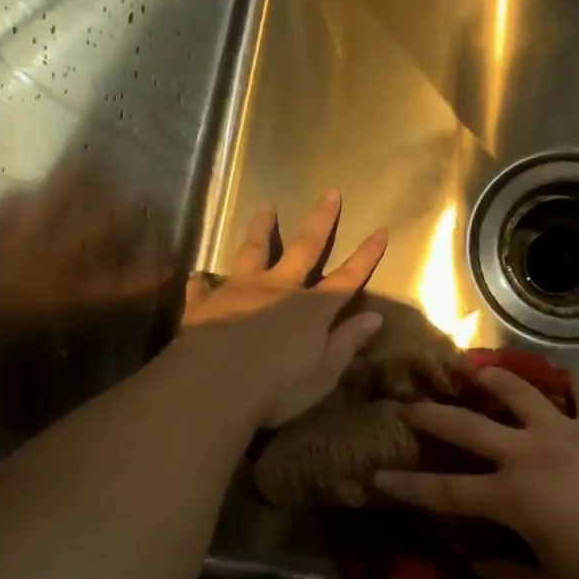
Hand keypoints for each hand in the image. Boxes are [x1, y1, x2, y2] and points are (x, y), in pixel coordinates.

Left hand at [178, 192, 388, 427]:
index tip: (381, 230)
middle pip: (305, 248)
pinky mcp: (206, 305)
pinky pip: (203, 289)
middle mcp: (279, 289)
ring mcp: (240, 292)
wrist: (214, 385)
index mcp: (312, 308)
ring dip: (261, 229)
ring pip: (253, 251)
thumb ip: (347, 342)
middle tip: (330, 192)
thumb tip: (375, 318)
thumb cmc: (278, 385)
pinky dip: (202, 282)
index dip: (366, 255)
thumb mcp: (325, 371)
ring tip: (265, 206)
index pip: (347, 277)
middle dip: (320, 220)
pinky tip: (197, 276)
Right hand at [374, 368, 578, 578]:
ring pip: (519, 392)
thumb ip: (509, 578)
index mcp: (511, 496)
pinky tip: (565, 379)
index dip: (409, 486)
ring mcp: (563, 430)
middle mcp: (527, 452)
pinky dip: (572, 385)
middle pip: (469, 427)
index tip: (379, 476)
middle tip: (412, 406)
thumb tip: (479, 564)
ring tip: (475, 371)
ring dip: (494, 379)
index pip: (447, 491)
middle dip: (435, 416)